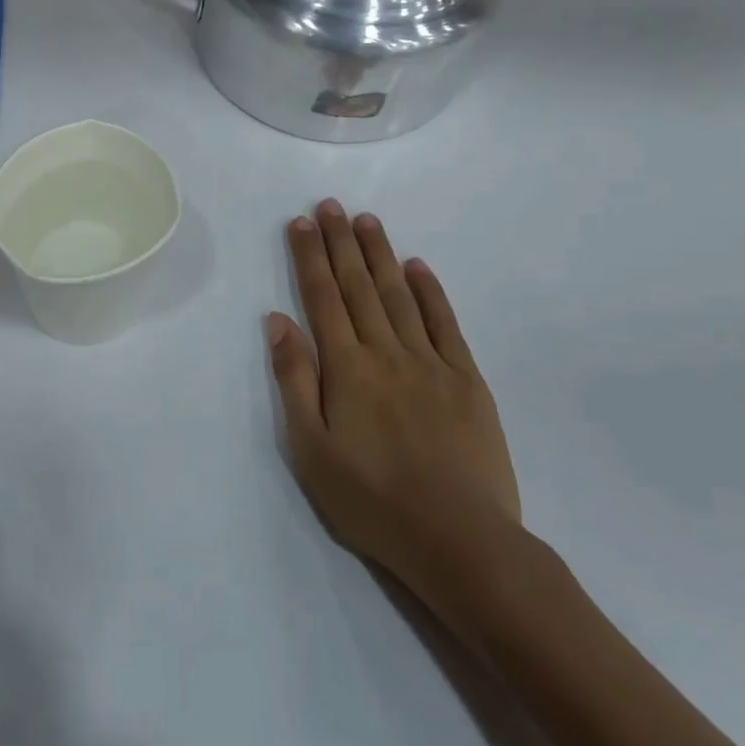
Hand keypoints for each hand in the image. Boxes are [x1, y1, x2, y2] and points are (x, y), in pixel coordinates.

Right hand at [268, 200, 522, 613]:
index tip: (301, 222)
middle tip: (330, 205)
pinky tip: (418, 267)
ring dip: (380, 255)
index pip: (322, 297)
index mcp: (345, 368)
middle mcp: (386, 352)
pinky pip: (445, 324)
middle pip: (358, 286)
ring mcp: (431, 363)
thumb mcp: (310, 449)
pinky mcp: (467, 381)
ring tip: (367, 221)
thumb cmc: (371, 500)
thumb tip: (277, 321)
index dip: (310, 257)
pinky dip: (430, 292)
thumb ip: (293, 380)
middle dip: (341, 242)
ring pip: (399, 295)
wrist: (460, 540)